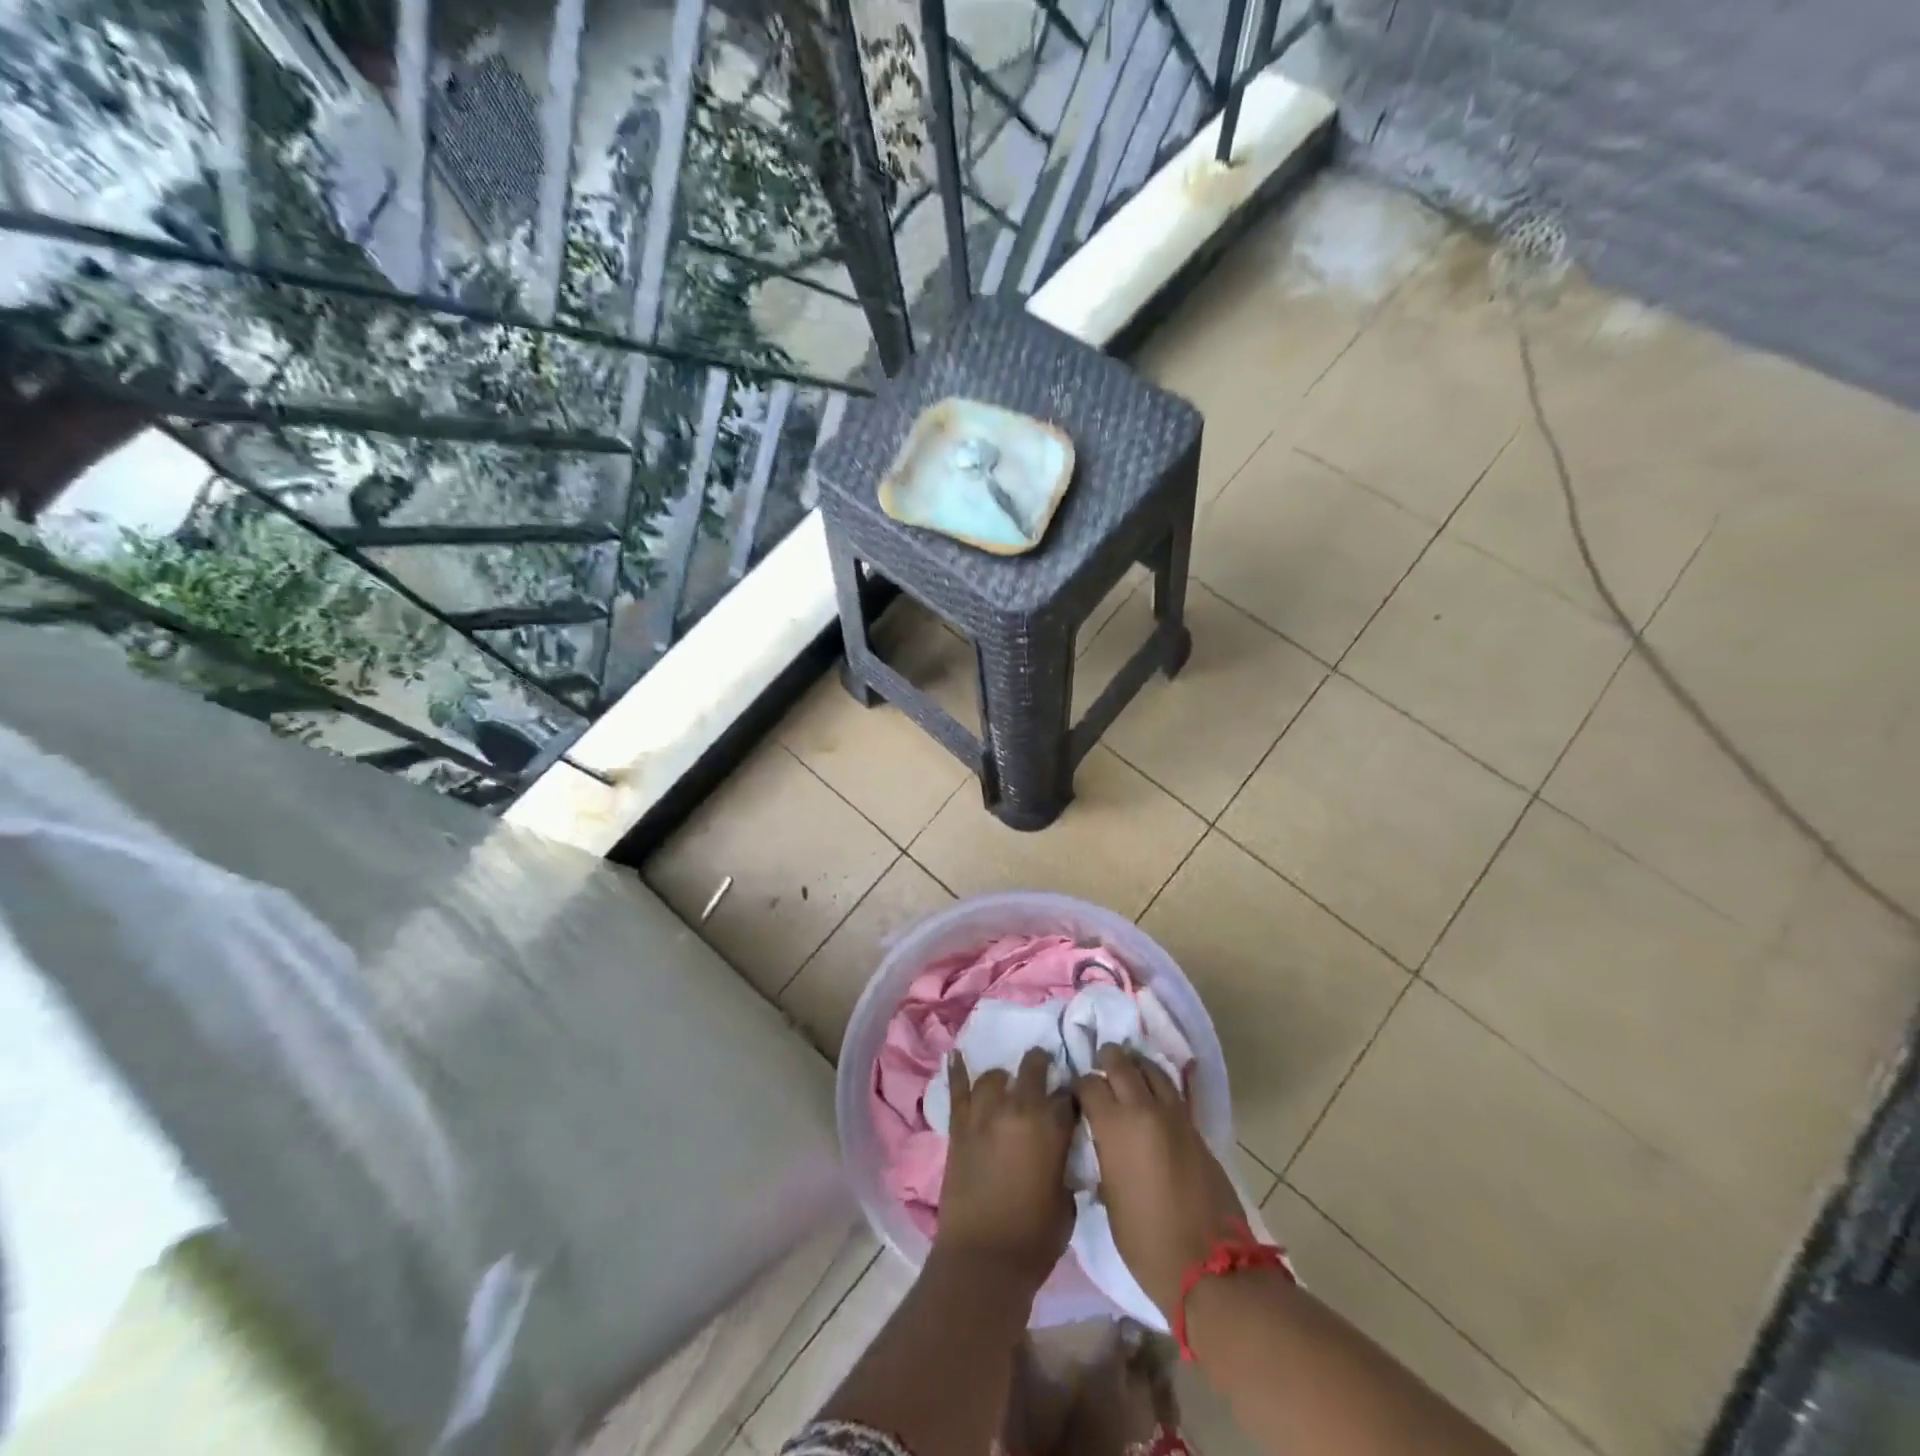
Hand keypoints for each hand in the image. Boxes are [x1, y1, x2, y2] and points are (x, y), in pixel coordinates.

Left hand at [933, 1046, 1074, 1284]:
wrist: (984, 1258)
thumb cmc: (1035, 1238)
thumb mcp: (1067, 1201)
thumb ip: (1064, 1165)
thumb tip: (1059, 1152)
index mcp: (1051, 1127)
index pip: (1068, 1096)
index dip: (1071, 1097)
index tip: (1071, 1101)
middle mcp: (1019, 1109)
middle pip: (1033, 1069)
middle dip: (1041, 1066)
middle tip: (1043, 1071)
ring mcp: (984, 1114)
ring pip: (994, 1077)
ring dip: (1004, 1078)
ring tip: (1006, 1084)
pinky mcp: (959, 1126)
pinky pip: (957, 1089)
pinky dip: (956, 1070)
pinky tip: (955, 1053)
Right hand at [1076, 1045, 1245, 1317]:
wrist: (1209, 1266)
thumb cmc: (1146, 1242)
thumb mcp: (1109, 1199)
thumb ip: (1103, 1158)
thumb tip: (1101, 1142)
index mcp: (1114, 1127)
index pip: (1089, 1085)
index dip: (1079, 1086)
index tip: (1076, 1096)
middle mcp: (1143, 1110)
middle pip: (1121, 1064)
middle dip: (1107, 1060)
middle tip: (1099, 1065)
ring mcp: (1174, 1116)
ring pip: (1152, 1069)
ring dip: (1136, 1066)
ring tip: (1128, 1071)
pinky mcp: (1196, 1128)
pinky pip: (1172, 1092)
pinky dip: (1158, 1085)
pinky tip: (1151, 1095)